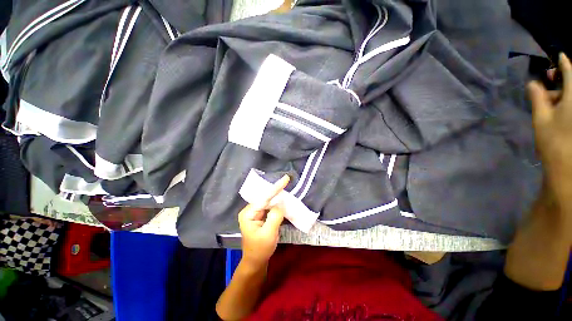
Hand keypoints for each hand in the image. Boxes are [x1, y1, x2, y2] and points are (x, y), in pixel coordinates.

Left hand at [238, 175, 289, 267]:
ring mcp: (255, 213)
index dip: (276, 188)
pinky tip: (284, 201)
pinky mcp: (260, 216)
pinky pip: (270, 207)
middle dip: (278, 191)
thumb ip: (275, 216)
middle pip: (266, 198)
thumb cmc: (260, 249)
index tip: (286, 178)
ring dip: (278, 197)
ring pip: (269, 202)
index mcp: (248, 213)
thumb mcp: (268, 234)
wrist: (256, 261)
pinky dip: (278, 205)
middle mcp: (250, 210)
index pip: (264, 198)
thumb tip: (281, 203)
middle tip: (288, 182)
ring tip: (287, 190)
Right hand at [528, 53, 571, 210]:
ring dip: (562, 95)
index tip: (559, 56)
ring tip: (549, 103)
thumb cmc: (554, 141)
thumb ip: (538, 98)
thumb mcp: (542, 118)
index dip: (564, 63)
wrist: (567, 168)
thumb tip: (532, 83)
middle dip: (560, 81)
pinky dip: (567, 104)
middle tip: (548, 83)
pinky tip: (558, 110)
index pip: (570, 71)